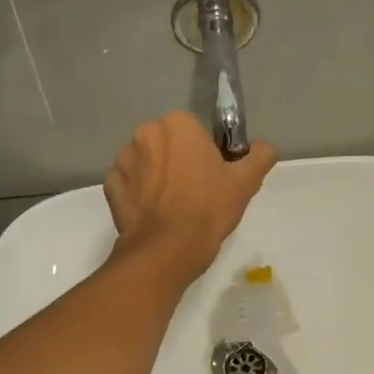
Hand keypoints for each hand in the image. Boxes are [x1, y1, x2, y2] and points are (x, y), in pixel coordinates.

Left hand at [104, 112, 276, 279]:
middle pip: (168, 143)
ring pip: (147, 162)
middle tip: (195, 191)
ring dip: (157, 175)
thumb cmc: (208, 208)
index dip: (206, 152)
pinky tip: (154, 214)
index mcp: (178, 124)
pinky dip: (139, 194)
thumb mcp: (246, 182)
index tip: (213, 175)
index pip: (195, 131)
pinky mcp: (111, 186)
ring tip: (173, 206)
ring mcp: (123, 160)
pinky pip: (129, 184)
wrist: (167, 249)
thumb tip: (262, 148)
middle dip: (178, 160)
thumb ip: (260, 156)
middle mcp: (146, 133)